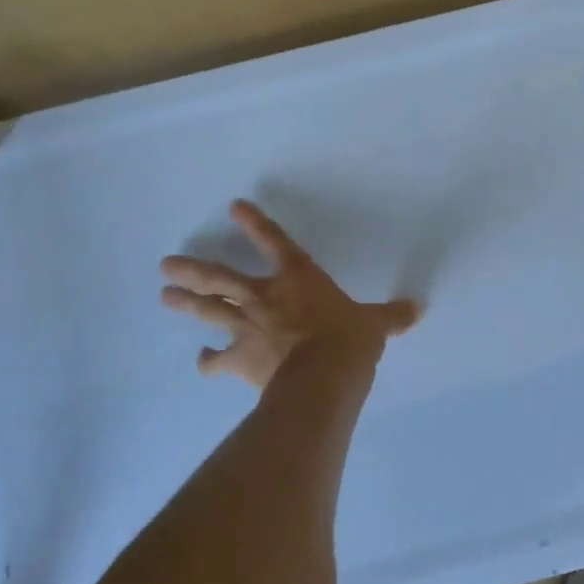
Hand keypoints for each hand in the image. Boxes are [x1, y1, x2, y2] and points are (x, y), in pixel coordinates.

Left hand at [160, 200, 418, 389]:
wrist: (322, 378)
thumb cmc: (348, 340)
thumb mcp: (375, 325)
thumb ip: (391, 316)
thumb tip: (418, 309)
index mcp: (298, 278)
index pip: (274, 243)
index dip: (256, 223)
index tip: (234, 205)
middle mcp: (265, 297)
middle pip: (221, 278)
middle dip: (194, 270)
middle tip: (167, 265)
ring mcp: (247, 327)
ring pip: (209, 311)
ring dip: (187, 304)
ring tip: (165, 296)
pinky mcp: (240, 359)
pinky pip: (218, 360)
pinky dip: (209, 362)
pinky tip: (202, 362)